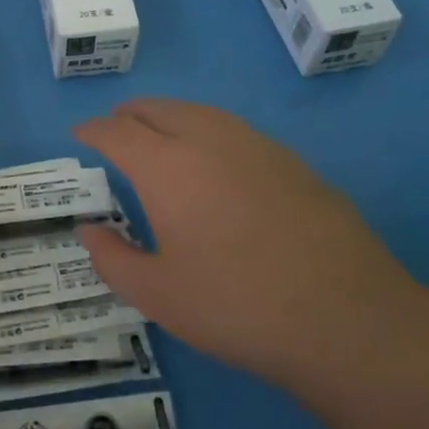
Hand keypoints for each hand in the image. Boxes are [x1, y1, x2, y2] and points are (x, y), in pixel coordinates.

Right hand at [74, 99, 424, 392]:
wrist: (348, 319)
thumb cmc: (237, 306)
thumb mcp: (157, 295)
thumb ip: (112, 258)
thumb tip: (90, 230)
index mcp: (167, 167)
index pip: (117, 132)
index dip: (93, 130)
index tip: (80, 134)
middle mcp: (208, 141)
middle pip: (158, 109)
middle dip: (129, 115)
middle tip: (114, 130)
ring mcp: (256, 146)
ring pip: (199, 112)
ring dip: (168, 117)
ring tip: (159, 137)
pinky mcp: (292, 162)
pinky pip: (233, 131)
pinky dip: (206, 132)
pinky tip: (215, 163)